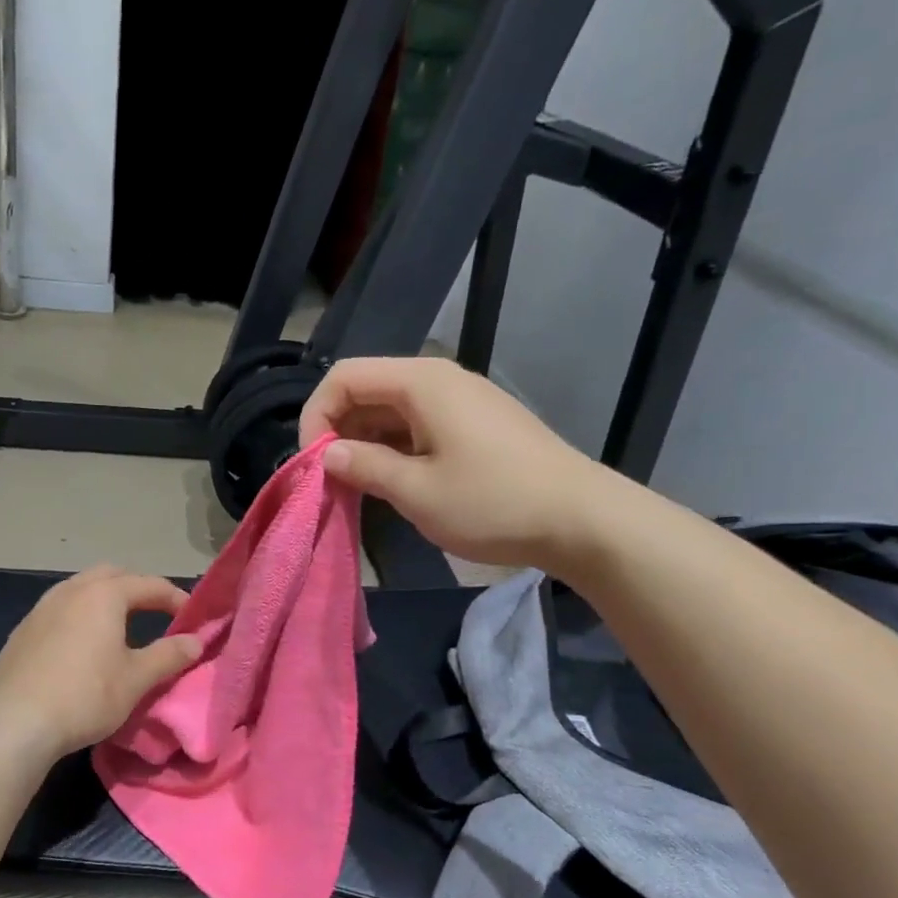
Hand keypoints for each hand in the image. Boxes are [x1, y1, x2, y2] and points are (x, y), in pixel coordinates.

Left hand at [0, 566, 202, 759]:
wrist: (16, 722)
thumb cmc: (86, 696)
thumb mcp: (136, 679)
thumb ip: (169, 656)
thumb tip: (195, 641)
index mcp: (104, 595)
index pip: (149, 584)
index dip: (175, 598)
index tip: (192, 617)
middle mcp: (71, 590)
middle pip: (111, 575)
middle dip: (137, 588)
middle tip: (156, 612)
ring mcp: (41, 608)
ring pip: (80, 588)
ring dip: (105, 599)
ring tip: (119, 626)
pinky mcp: (22, 631)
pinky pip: (58, 610)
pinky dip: (79, 616)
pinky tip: (81, 645)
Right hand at [299, 356, 623, 569]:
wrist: (582, 520)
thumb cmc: (492, 502)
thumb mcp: (416, 491)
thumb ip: (364, 466)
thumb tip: (327, 454)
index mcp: (421, 383)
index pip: (344, 377)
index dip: (316, 416)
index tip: (314, 464)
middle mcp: (438, 381)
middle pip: (366, 390)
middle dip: (338, 431)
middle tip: (331, 481)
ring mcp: (459, 402)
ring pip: (390, 411)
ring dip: (364, 444)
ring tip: (357, 488)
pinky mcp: (473, 425)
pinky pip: (416, 426)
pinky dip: (392, 449)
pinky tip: (391, 483)